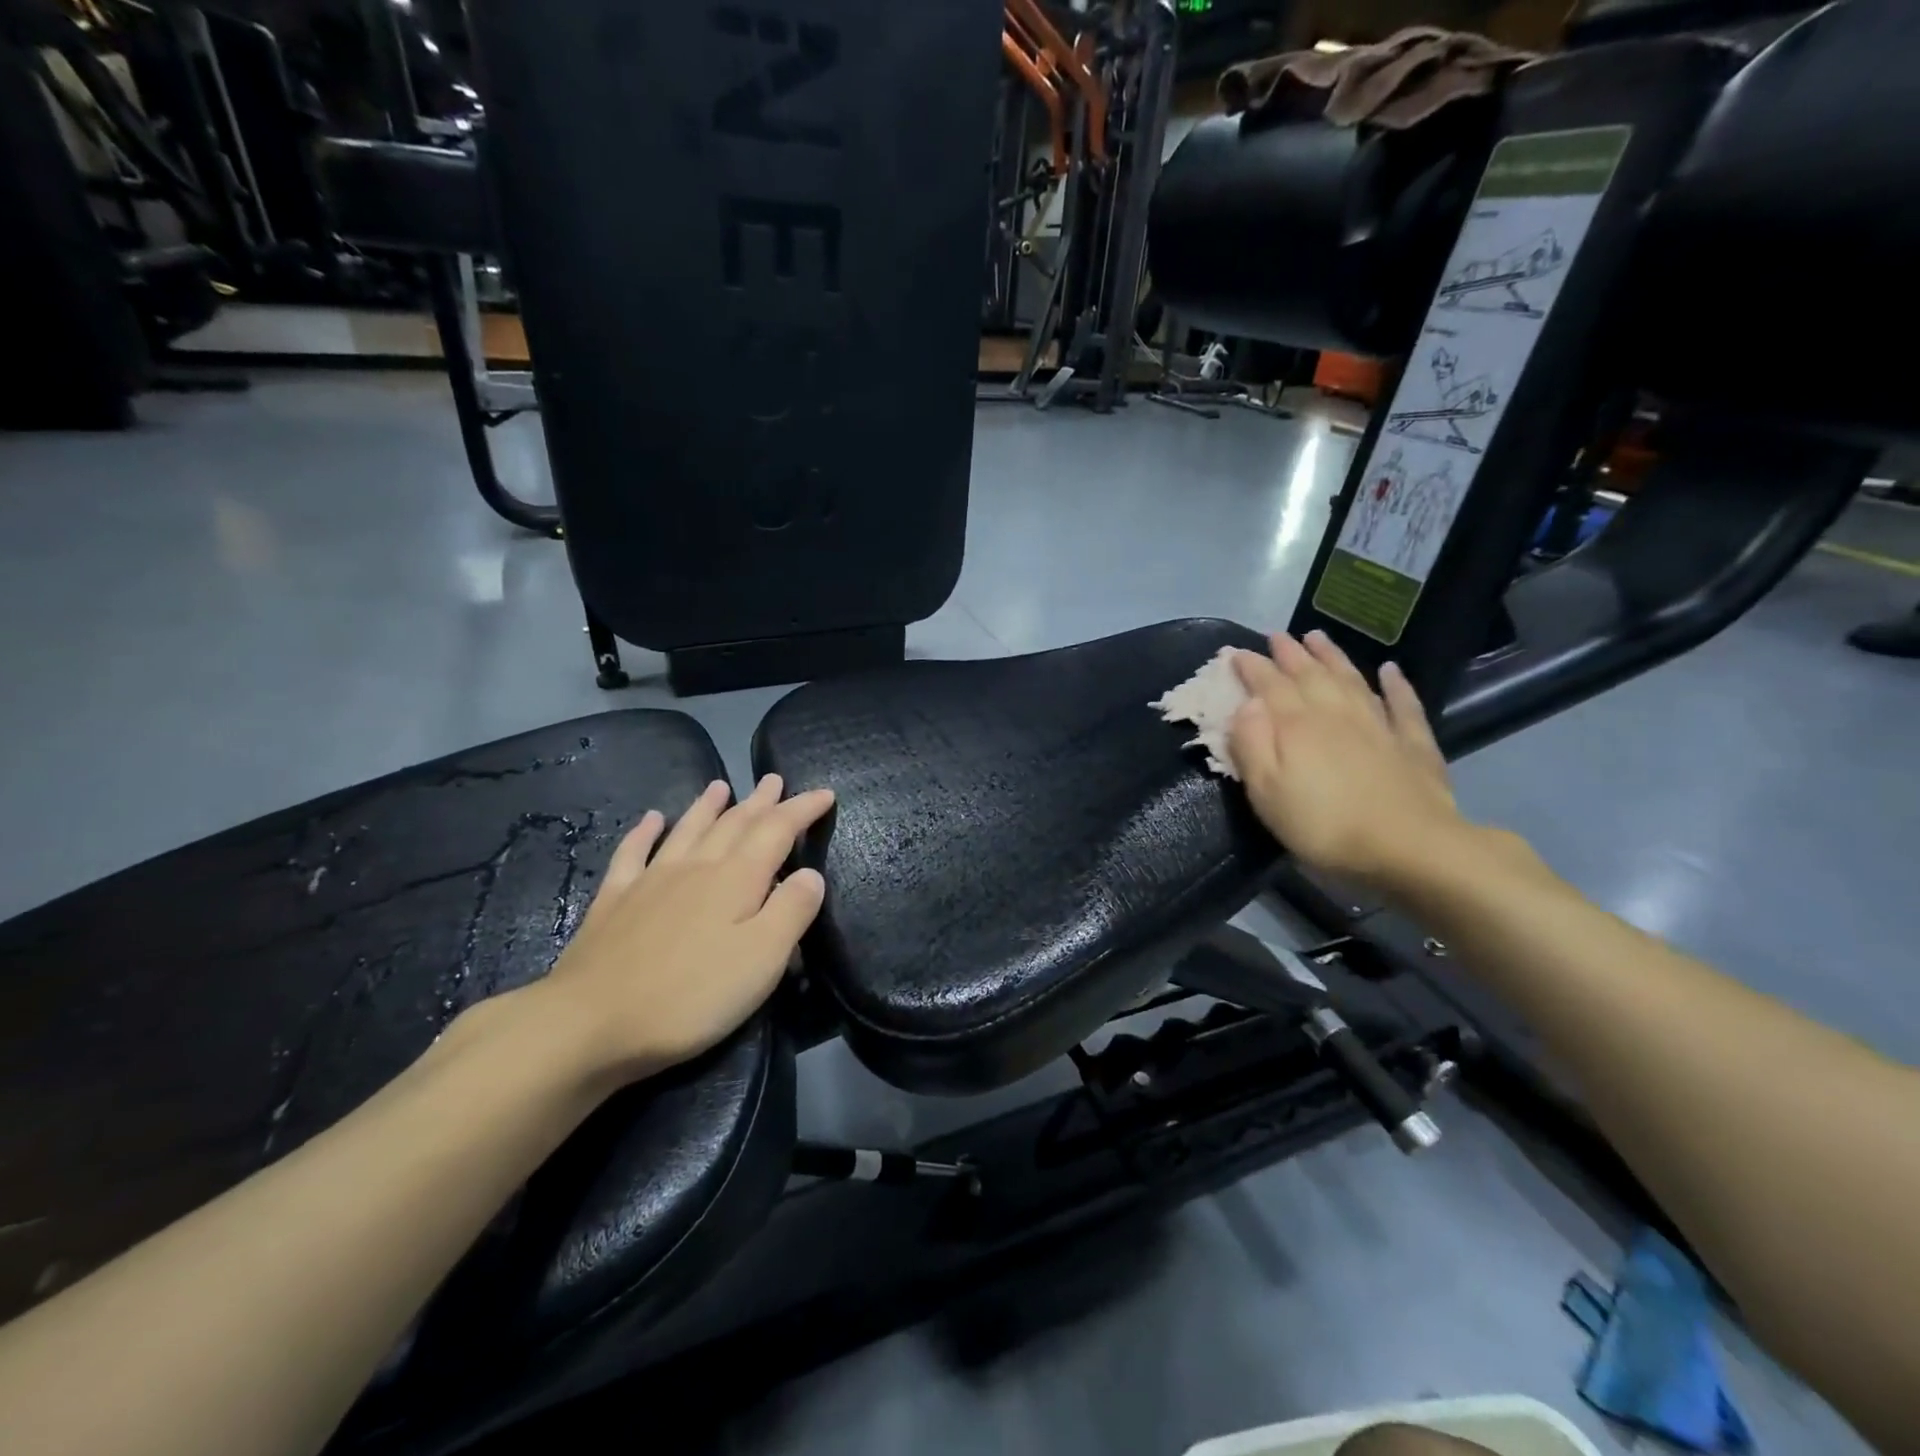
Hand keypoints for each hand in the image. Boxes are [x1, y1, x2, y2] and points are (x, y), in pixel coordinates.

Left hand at [535, 774, 833, 1082]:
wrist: (590, 1022)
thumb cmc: (690, 996)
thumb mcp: (762, 959)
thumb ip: (792, 911)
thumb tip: (811, 874)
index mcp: (736, 880)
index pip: (777, 830)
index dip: (802, 809)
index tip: (825, 793)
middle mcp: (696, 867)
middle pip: (734, 824)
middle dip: (760, 801)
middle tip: (774, 780)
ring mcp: (651, 880)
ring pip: (687, 830)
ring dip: (707, 806)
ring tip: (721, 786)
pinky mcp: (614, 901)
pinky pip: (632, 853)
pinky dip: (644, 832)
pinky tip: (650, 819)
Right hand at [1229, 630, 1464, 890]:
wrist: (1410, 847)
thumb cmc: (1324, 826)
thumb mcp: (1267, 793)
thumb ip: (1251, 745)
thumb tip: (1246, 704)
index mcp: (1296, 726)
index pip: (1268, 685)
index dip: (1251, 667)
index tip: (1235, 652)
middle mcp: (1335, 714)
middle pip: (1309, 674)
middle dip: (1290, 653)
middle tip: (1276, 636)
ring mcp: (1378, 724)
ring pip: (1350, 679)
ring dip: (1332, 656)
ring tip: (1317, 637)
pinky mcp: (1412, 742)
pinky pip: (1403, 703)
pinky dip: (1396, 684)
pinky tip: (1391, 670)